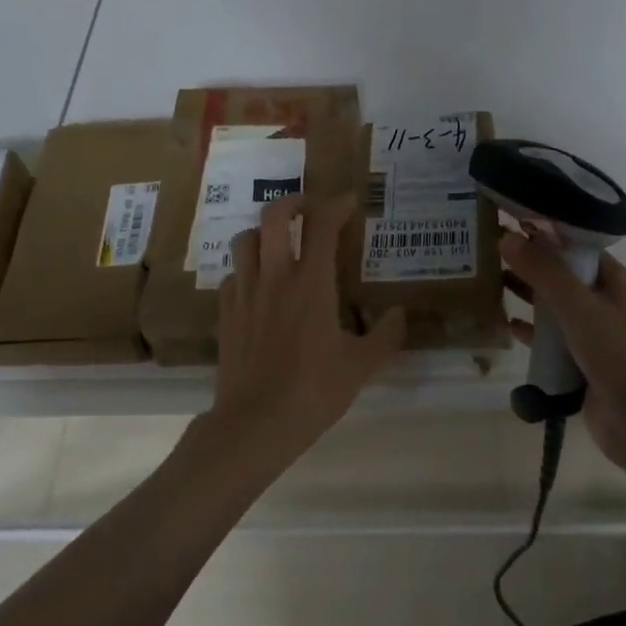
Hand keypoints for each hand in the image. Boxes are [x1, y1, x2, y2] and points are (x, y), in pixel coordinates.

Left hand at [209, 193, 406, 467]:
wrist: (255, 423)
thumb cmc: (314, 390)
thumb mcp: (361, 366)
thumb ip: (385, 336)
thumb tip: (400, 314)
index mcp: (311, 282)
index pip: (322, 224)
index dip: (336, 205)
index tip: (348, 202)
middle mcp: (275, 276)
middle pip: (274, 215)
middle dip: (294, 202)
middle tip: (310, 210)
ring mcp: (245, 292)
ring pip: (245, 239)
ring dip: (264, 232)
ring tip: (280, 242)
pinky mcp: (225, 312)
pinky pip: (232, 274)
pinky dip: (246, 269)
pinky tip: (258, 286)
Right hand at [500, 229, 625, 468]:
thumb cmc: (616, 353)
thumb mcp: (577, 306)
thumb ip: (542, 271)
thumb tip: (507, 237)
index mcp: (616, 280)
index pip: (577, 245)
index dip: (545, 232)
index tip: (509, 221)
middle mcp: (607, 302)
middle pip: (563, 273)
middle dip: (530, 262)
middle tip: (490, 250)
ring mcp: (596, 333)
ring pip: (555, 305)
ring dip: (528, 294)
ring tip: (491, 280)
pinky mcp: (582, 360)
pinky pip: (552, 338)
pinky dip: (532, 330)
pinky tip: (507, 325)